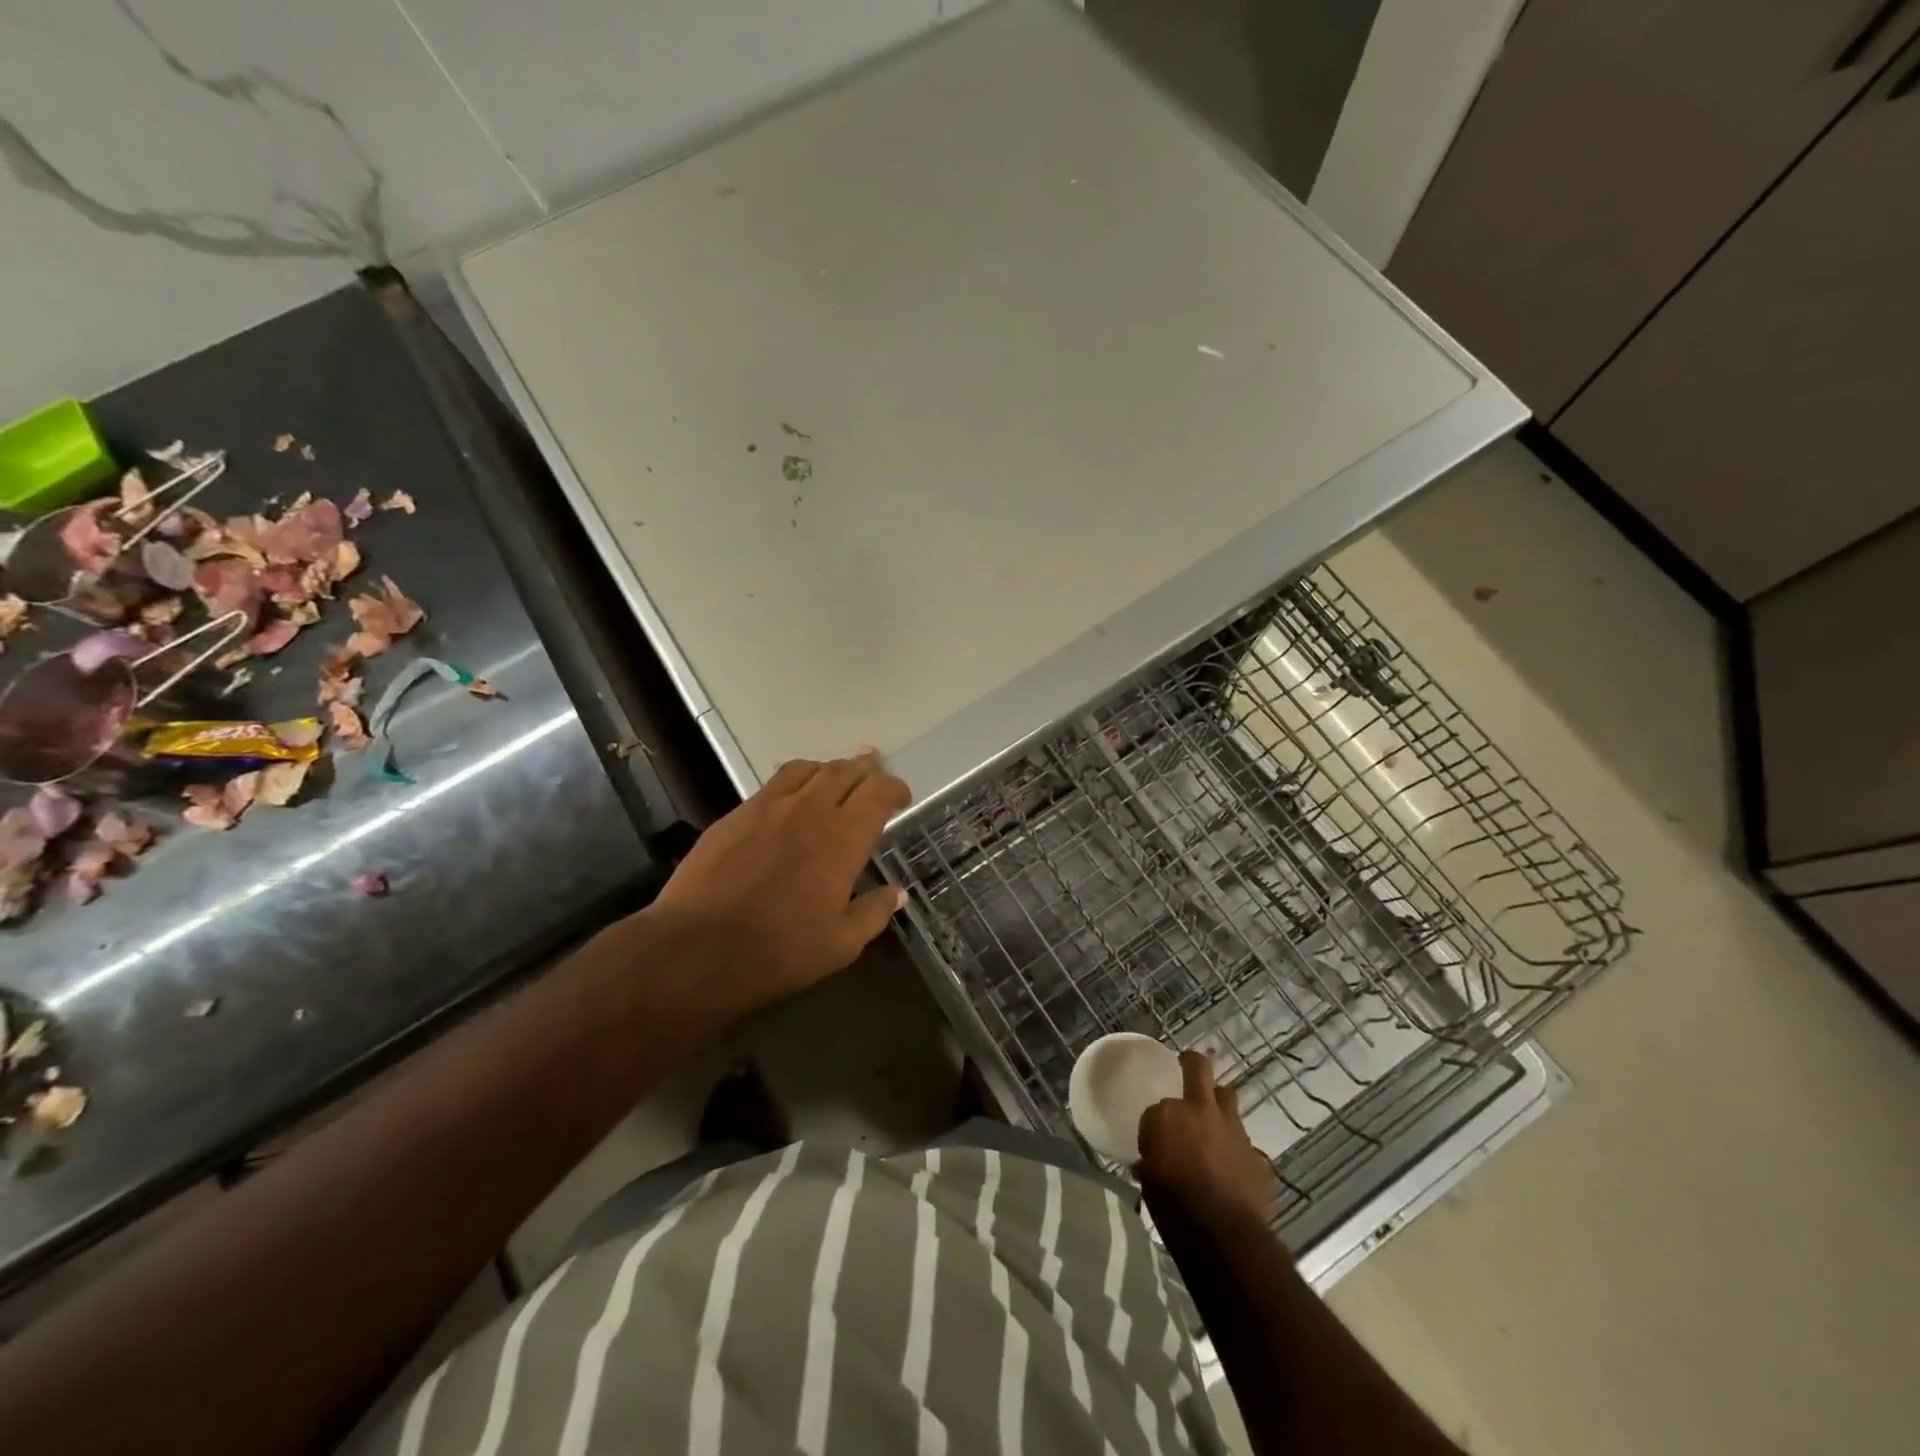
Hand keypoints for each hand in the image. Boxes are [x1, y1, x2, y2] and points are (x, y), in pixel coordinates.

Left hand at [644, 750, 911, 1017]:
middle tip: (875, 769)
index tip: (902, 796)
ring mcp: (768, 807)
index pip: (878, 793)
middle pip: (844, 771)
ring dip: (829, 768)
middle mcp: (809, 809)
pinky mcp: (736, 814)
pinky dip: (795, 780)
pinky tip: (792, 796)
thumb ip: (873, 913)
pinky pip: (775, 783)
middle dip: (865, 768)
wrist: (696, 947)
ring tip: (836, 774)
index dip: (895, 788)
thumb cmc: (778, 951)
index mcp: (843, 837)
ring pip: (807, 769)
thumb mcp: (840, 945)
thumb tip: (898, 893)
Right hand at [1136, 1051, 1280, 1223]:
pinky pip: (1246, 1146)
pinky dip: (1237, 1153)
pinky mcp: (1259, 1158)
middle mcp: (1203, 1111)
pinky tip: (1233, 1172)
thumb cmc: (1172, 1203)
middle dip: (1194, 1065)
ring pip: (1229, 1102)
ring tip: (1214, 1127)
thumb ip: (1152, 1159)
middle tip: (1188, 1066)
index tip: (1159, 1130)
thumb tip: (1149, 1164)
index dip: (1160, 1117)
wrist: (1221, 1234)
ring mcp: (1236, 1132)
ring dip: (1220, 1109)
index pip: (1160, 1104)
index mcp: (1169, 1114)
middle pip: (1200, 1070)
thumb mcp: (1148, 1178)